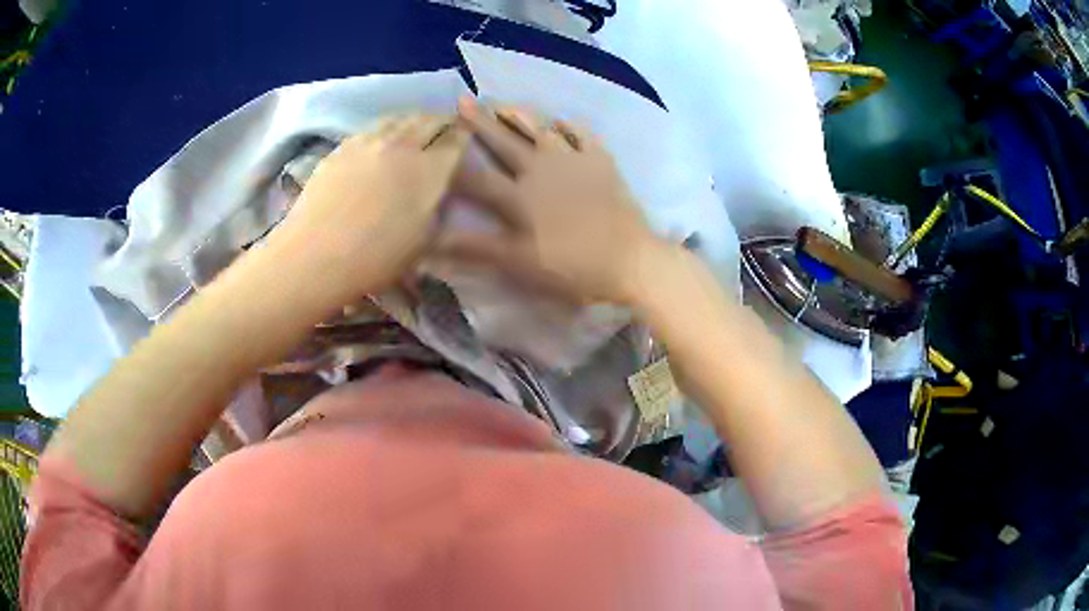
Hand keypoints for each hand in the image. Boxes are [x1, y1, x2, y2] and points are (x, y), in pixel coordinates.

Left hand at [262, 114, 469, 307]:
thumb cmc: (375, 259)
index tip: (466, 138)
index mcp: (430, 171)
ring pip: (401, 118)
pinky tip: (382, 139)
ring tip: (416, 128)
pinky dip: (387, 127)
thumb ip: (437, 210)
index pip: (457, 140)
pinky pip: (374, 127)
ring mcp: (370, 141)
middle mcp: (403, 146)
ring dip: (414, 120)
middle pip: (430, 120)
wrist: (316, 255)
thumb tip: (440, 192)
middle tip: (446, 128)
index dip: (465, 136)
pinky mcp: (344, 145)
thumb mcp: (423, 243)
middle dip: (443, 122)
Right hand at [439, 98, 662, 303]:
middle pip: (504, 142)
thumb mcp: (518, 263)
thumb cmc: (571, 267)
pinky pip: (582, 135)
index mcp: (517, 196)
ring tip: (503, 104)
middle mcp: (540, 168)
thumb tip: (430, 241)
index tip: (432, 145)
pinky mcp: (600, 161)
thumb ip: (473, 247)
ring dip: (520, 116)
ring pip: (540, 130)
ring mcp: (573, 160)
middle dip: (480, 122)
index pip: (474, 176)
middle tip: (463, 100)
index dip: (451, 162)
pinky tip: (562, 121)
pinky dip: (569, 126)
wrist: (630, 260)